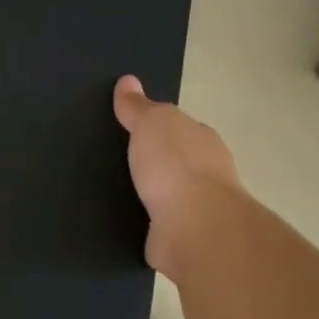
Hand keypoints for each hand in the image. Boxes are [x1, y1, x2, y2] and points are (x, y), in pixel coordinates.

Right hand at [112, 74, 238, 276]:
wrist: (194, 228)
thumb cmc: (175, 166)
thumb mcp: (152, 123)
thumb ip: (138, 106)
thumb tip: (128, 81)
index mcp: (202, 140)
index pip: (179, 128)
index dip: (156, 127)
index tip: (129, 129)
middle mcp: (206, 172)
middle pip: (174, 160)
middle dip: (152, 161)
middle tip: (114, 159)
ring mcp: (196, 208)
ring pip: (165, 194)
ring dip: (147, 193)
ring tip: (112, 190)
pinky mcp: (182, 238)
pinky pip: (156, 223)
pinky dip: (144, 220)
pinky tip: (121, 219)